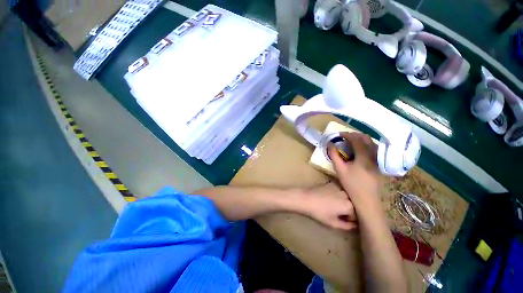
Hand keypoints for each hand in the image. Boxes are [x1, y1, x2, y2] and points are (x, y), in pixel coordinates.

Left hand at [298, 182, 356, 229]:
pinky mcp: (332, 183)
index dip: (350, 219)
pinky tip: (330, 197)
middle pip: (353, 204)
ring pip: (347, 196)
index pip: (356, 215)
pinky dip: (338, 194)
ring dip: (344, 201)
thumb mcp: (333, 223)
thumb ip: (347, 226)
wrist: (306, 198)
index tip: (344, 219)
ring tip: (335, 205)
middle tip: (339, 212)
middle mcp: (347, 195)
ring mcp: (339, 187)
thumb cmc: (319, 212)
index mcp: (349, 206)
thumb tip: (354, 225)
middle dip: (349, 209)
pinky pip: (340, 190)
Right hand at [327, 132, 380, 201]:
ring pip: (372, 143)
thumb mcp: (339, 169)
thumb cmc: (351, 184)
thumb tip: (330, 144)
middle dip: (356, 135)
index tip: (339, 134)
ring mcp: (378, 160)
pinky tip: (359, 150)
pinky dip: (366, 145)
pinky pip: (374, 149)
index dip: (347, 135)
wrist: (366, 199)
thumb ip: (334, 155)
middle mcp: (373, 156)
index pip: (357, 140)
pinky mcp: (379, 164)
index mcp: (364, 156)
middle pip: (367, 139)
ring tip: (351, 142)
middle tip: (345, 137)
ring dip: (361, 139)